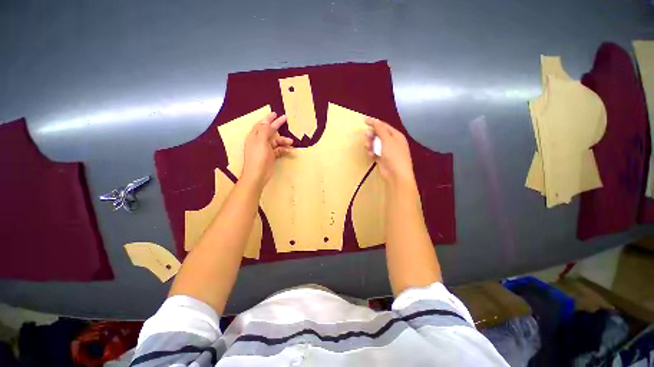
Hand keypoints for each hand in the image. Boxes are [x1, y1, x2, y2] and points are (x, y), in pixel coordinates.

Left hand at [241, 112, 292, 187]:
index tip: (275, 113)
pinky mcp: (270, 156)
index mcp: (254, 136)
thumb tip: (267, 122)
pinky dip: (284, 150)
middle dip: (277, 125)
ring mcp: (265, 149)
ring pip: (276, 141)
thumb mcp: (261, 141)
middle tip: (285, 119)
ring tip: (291, 142)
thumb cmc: (258, 157)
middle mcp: (259, 141)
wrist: (258, 175)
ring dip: (283, 141)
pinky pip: (278, 150)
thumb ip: (264, 130)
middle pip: (269, 131)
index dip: (268, 118)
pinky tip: (289, 151)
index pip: (262, 124)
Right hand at [364, 118, 416, 189]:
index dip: (374, 122)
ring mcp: (387, 151)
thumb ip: (380, 129)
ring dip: (371, 144)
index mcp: (396, 135)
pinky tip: (371, 155)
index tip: (364, 121)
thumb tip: (374, 120)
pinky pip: (375, 152)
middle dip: (372, 135)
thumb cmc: (394, 155)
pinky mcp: (382, 159)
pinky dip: (372, 152)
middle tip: (365, 136)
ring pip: (376, 144)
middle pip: (379, 135)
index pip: (384, 126)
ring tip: (367, 146)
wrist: (396, 174)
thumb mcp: (387, 140)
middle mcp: (392, 142)